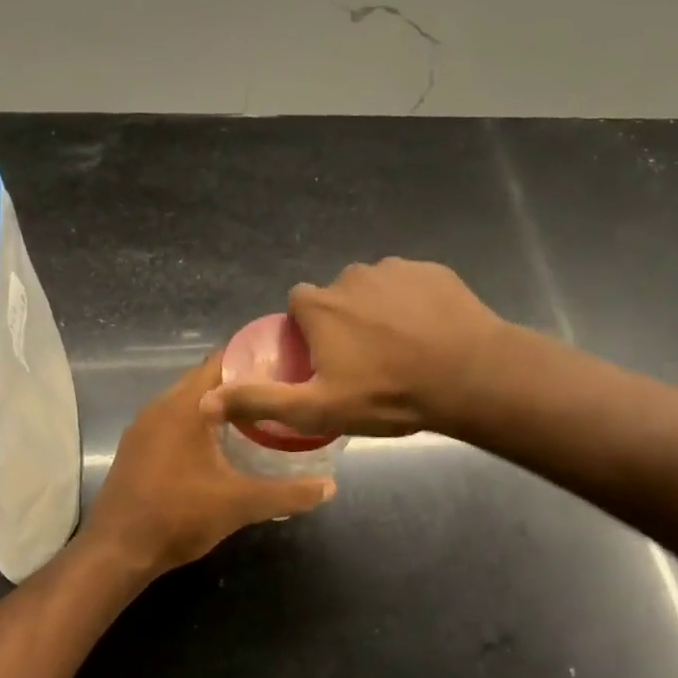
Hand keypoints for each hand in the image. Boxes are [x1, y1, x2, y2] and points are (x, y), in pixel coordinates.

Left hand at [83, 352, 334, 578]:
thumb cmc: (178, 516)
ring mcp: (144, 427)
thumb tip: (330, 487)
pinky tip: (221, 443)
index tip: (287, 362)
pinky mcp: (137, 447)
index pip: (223, 361)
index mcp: (185, 406)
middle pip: (207, 379)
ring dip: (219, 404)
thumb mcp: (240, 504)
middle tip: (280, 391)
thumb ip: (288, 492)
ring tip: (258, 414)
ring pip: (189, 400)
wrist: (116, 552)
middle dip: (242, 382)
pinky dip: (199, 421)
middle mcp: (161, 406)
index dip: (255, 357)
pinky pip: (174, 419)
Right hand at [201, 258, 506, 437]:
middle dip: (345, 322)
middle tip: (370, 362)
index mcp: (320, 305)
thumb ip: (261, 400)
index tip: (328, 361)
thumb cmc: (389, 394)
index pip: (299, 306)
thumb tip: (206, 401)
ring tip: (405, 349)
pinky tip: (431, 333)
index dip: (309, 333)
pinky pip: (411, 285)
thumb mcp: (318, 408)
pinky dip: (414, 303)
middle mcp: (351, 275)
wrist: (470, 376)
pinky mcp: (432, 270)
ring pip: (374, 289)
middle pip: (337, 297)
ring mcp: (395, 268)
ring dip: (380, 312)